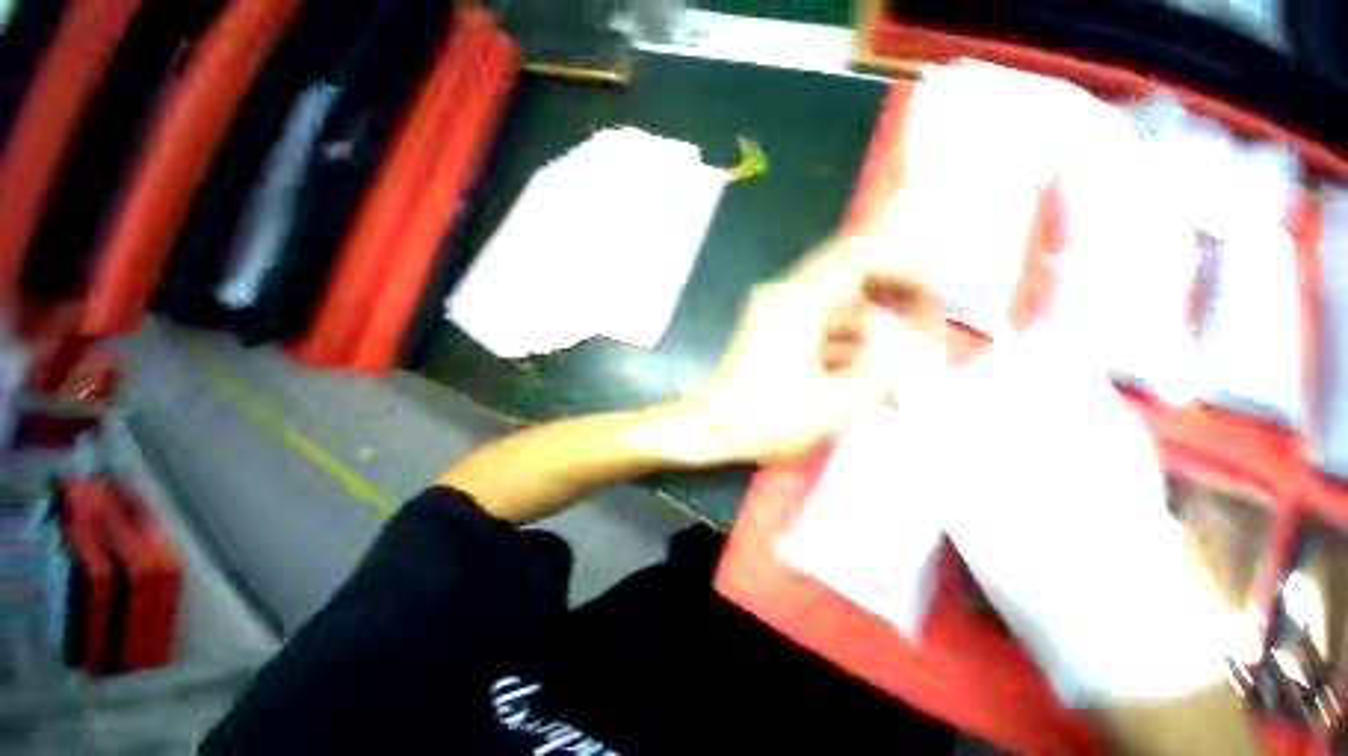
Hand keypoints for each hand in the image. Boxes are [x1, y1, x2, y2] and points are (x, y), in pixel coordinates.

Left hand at [681, 235, 944, 462]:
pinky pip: (823, 321)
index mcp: (797, 302)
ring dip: (870, 330)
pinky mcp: (775, 326)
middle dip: (896, 300)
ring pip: (842, 303)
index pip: (862, 256)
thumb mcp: (834, 404)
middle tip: (925, 332)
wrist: (712, 426)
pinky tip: (853, 376)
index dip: (907, 268)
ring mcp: (778, 309)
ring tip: (886, 370)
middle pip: (855, 274)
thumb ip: (887, 376)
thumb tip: (921, 358)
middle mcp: (785, 294)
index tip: (937, 298)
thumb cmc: (764, 418)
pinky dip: (846, 342)